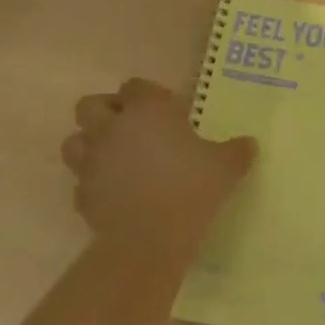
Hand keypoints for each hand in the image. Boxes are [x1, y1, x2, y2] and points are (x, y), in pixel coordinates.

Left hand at [61, 78, 255, 262]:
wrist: (150, 239)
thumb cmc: (191, 189)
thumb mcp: (226, 167)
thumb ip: (237, 151)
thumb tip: (249, 144)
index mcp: (145, 111)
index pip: (135, 85)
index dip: (149, 94)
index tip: (169, 112)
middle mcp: (112, 128)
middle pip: (90, 105)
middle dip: (107, 112)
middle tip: (132, 128)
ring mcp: (92, 162)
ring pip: (74, 142)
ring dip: (90, 145)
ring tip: (116, 159)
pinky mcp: (82, 194)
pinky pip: (81, 182)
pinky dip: (94, 184)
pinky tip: (115, 194)